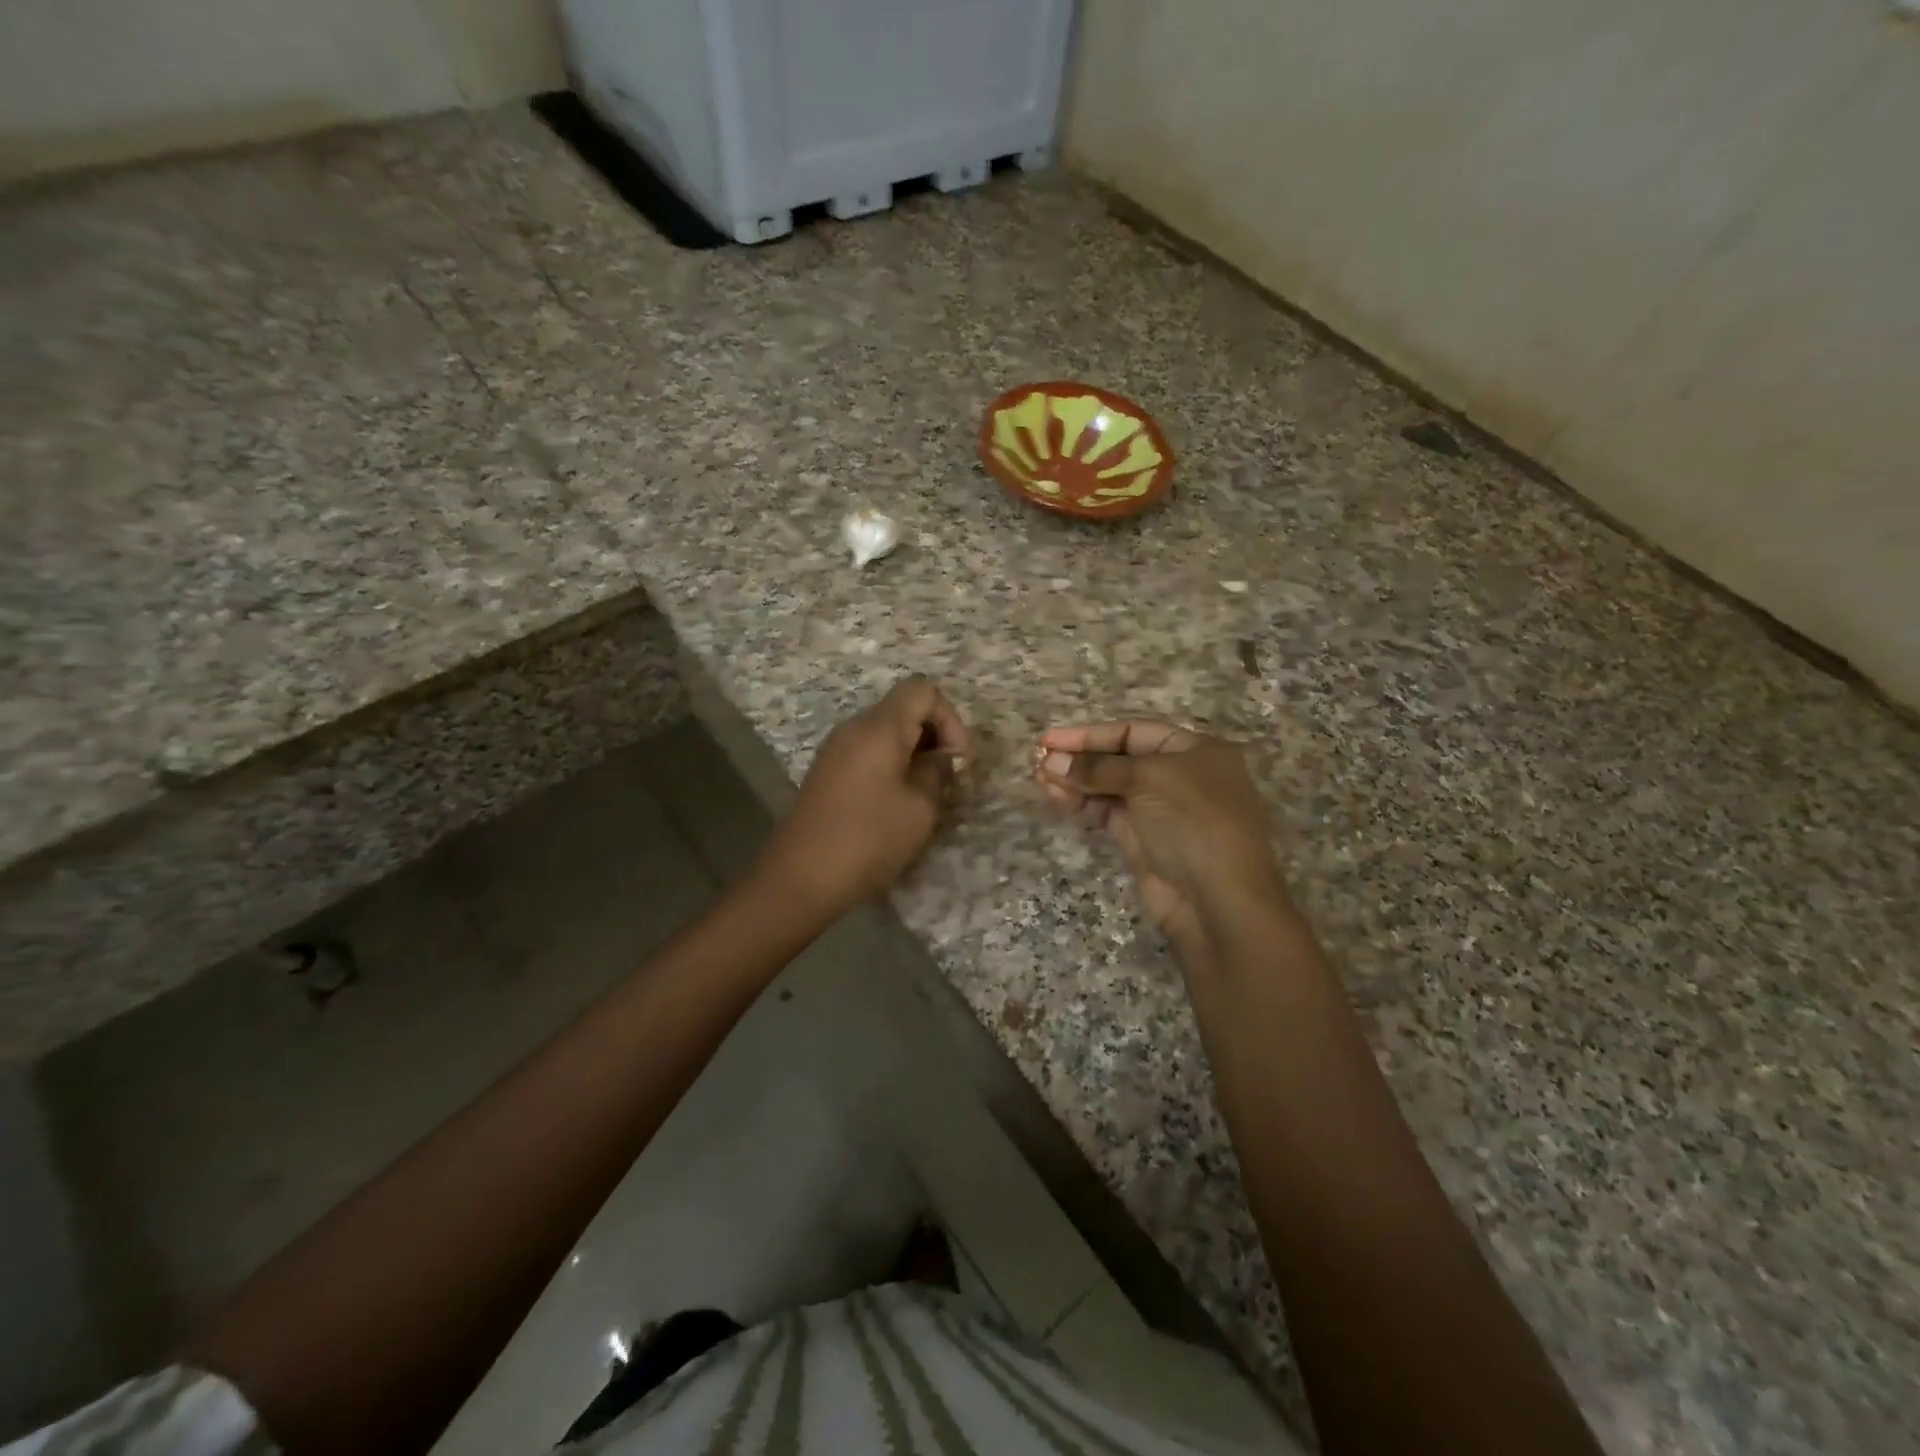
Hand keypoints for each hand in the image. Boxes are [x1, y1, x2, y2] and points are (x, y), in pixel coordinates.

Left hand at [760, 676, 970, 915]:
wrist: (800, 878)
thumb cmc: (868, 839)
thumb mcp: (919, 808)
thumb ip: (937, 772)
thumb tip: (941, 758)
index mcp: (879, 727)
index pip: (923, 690)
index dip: (950, 718)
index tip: (957, 760)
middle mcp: (854, 727)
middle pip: (904, 708)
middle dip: (934, 735)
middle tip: (947, 779)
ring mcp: (836, 749)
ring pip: (886, 732)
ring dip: (914, 753)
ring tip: (926, 794)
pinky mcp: (827, 772)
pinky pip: (868, 752)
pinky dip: (892, 765)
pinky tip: (898, 802)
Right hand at [1037, 722, 1288, 955]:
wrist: (1217, 899)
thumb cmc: (1193, 821)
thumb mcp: (1148, 779)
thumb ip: (1098, 768)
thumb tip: (1051, 762)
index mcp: (1195, 751)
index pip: (1134, 732)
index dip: (1091, 734)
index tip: (1051, 740)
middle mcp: (1179, 777)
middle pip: (1120, 759)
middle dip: (1080, 759)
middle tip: (1039, 760)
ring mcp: (1161, 811)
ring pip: (1110, 788)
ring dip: (1076, 782)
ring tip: (1040, 778)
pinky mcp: (1143, 842)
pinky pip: (1107, 814)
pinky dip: (1083, 804)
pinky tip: (1056, 797)